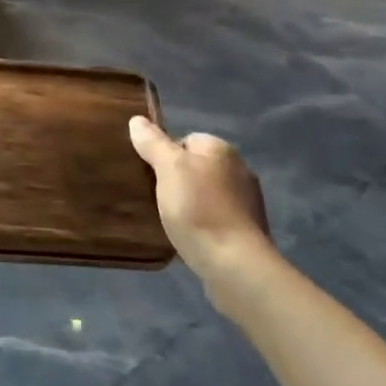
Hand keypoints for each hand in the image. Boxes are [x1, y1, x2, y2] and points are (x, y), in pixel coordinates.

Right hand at [129, 115, 272, 281]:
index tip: (151, 176)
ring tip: (169, 220)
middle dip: (176, 180)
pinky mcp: (247, 231)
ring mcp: (247, 202)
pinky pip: (216, 218)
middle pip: (196, 167)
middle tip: (156, 198)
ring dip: (190, 204)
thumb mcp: (168, 169)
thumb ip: (153, 143)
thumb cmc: (198, 209)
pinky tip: (189, 237)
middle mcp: (239, 169)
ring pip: (206, 194)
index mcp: (222, 149)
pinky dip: (202, 224)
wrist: (235, 265)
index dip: (165, 155)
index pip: (185, 140)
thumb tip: (137, 120)